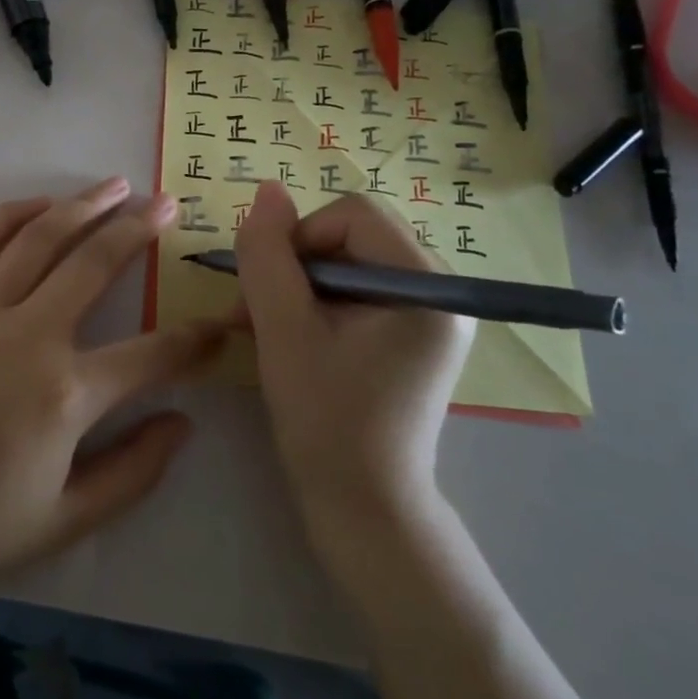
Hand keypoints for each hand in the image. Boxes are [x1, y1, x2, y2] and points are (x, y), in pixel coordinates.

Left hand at [0, 177, 225, 599]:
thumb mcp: (67, 520)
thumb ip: (135, 472)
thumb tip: (183, 424)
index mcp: (67, 394)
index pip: (152, 355)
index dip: (196, 339)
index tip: (221, 323)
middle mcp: (29, 337)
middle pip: (94, 263)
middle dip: (140, 229)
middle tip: (169, 203)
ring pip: (38, 239)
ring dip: (82, 205)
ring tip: (116, 185)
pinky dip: (10, 216)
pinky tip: (39, 205)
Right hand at [234, 181, 474, 543]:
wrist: (362, 508)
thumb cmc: (324, 419)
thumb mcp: (283, 329)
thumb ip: (268, 254)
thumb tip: (266, 190)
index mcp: (428, 286)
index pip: (353, 214)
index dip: (299, 238)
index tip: (269, 290)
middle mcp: (441, 291)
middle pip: (352, 235)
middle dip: (295, 265)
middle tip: (256, 311)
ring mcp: (430, 315)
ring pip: (348, 262)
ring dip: (298, 286)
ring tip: (262, 327)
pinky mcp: (413, 336)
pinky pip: (357, 291)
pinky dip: (316, 304)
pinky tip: (287, 336)